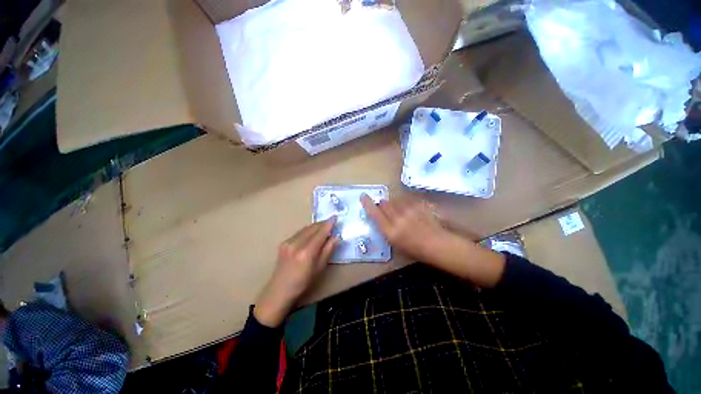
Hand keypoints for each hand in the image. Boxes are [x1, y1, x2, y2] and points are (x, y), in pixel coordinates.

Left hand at [254, 217, 338, 326]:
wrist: (279, 290)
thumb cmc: (303, 282)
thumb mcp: (320, 268)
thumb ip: (328, 250)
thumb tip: (336, 237)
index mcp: (306, 252)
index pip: (320, 233)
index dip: (329, 224)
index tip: (335, 217)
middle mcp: (296, 243)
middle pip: (312, 228)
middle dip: (323, 224)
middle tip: (331, 223)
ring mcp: (288, 242)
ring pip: (305, 228)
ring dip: (315, 226)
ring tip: (323, 228)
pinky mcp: (283, 242)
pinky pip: (299, 232)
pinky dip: (307, 231)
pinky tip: (311, 234)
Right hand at [361, 194, 505, 287]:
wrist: (439, 245)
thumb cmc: (416, 250)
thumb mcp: (396, 244)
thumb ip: (386, 228)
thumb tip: (381, 216)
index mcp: (391, 232)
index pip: (374, 213)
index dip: (367, 203)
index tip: (363, 196)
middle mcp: (398, 219)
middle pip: (384, 203)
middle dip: (383, 204)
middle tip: (387, 210)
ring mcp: (410, 211)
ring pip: (395, 200)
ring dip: (394, 203)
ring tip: (402, 211)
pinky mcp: (419, 205)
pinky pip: (406, 200)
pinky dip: (405, 203)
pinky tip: (411, 210)